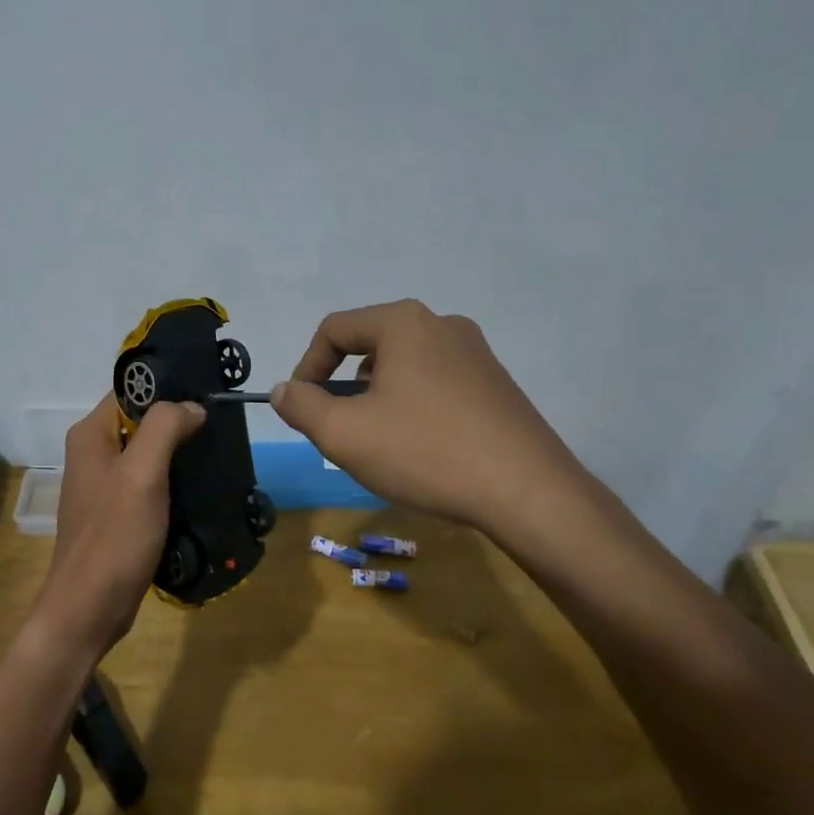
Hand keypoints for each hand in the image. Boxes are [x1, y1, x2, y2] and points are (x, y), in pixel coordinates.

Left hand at [31, 396, 204, 659]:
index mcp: (91, 434)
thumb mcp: (142, 474)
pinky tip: (202, 487)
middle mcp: (94, 452)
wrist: (89, 608)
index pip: (131, 390)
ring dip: (180, 453)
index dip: (168, 388)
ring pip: (149, 453)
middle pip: (142, 421)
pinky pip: (150, 482)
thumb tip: (193, 406)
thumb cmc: (114, 536)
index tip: (208, 394)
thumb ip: (165, 428)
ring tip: (218, 453)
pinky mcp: (118, 512)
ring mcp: (105, 484)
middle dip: (179, 422)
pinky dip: (174, 481)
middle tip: (221, 427)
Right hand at [270, 299, 587, 536]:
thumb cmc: (426, 452)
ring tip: (381, 444)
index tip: (302, 408)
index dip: (307, 367)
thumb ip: (301, 406)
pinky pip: (437, 383)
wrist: (528, 492)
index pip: (334, 330)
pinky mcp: (497, 383)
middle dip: (345, 387)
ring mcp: (476, 353)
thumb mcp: (345, 433)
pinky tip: (422, 448)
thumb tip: (285, 390)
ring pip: (405, 366)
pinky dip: (414, 407)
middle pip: (371, 346)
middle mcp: (442, 324)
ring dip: (379, 398)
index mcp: (404, 323)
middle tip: (341, 430)